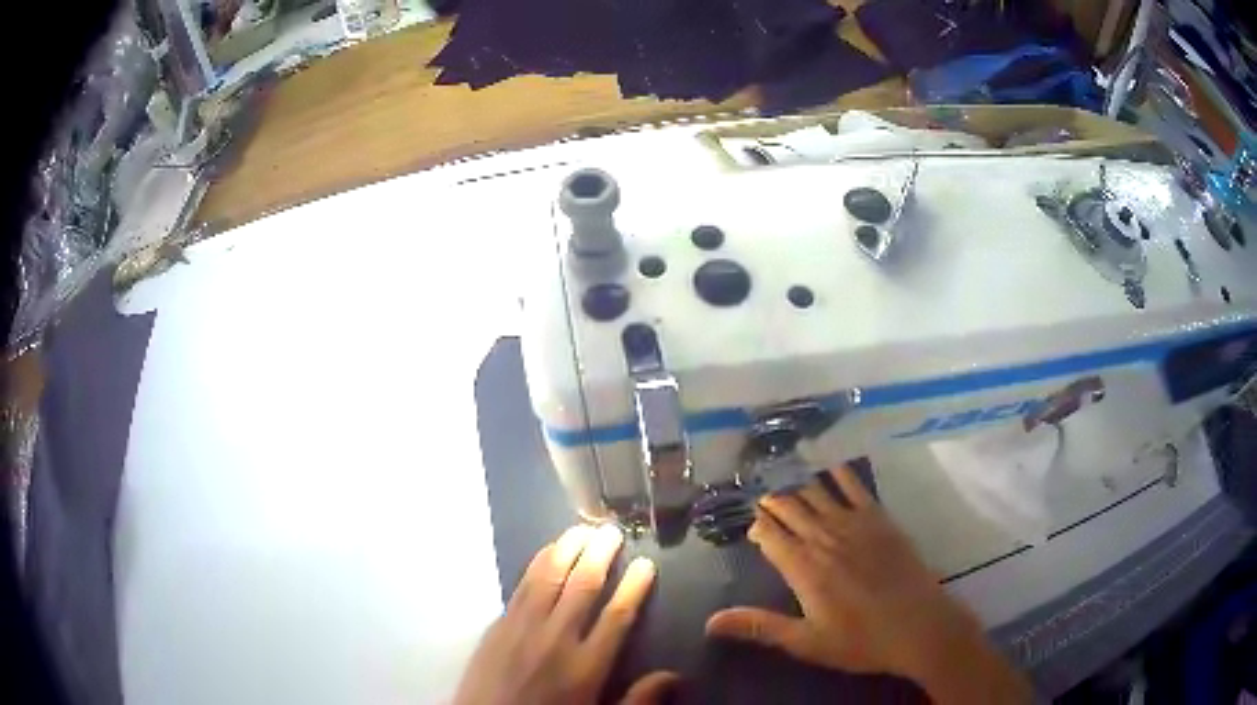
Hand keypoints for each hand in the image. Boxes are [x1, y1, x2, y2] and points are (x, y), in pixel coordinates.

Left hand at [454, 524, 677, 704]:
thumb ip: (637, 700)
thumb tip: (673, 675)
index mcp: (586, 666)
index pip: (616, 616)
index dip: (633, 587)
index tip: (646, 563)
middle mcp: (555, 639)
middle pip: (582, 587)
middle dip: (599, 555)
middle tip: (613, 530)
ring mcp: (521, 629)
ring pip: (549, 579)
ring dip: (567, 550)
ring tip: (582, 528)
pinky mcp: (497, 627)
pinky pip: (520, 587)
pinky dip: (536, 565)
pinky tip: (546, 552)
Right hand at [705, 467, 1030, 702]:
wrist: (918, 626)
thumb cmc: (859, 641)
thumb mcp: (805, 642)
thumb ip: (760, 626)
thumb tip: (711, 621)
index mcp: (803, 568)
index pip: (769, 535)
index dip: (756, 526)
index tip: (749, 526)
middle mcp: (824, 538)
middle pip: (790, 508)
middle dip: (772, 500)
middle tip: (759, 495)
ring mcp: (854, 524)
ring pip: (817, 493)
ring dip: (797, 484)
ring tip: (783, 475)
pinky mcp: (880, 519)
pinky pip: (855, 488)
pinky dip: (839, 474)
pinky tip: (830, 466)